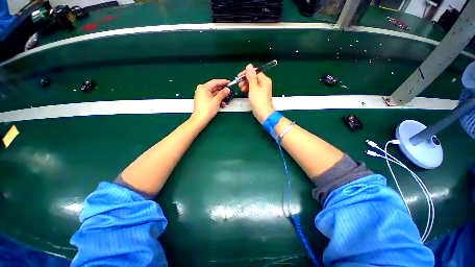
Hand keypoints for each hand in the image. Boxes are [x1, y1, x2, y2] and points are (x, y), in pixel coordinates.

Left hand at [190, 79, 230, 126]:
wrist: (200, 119)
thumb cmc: (206, 110)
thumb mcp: (216, 100)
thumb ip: (222, 94)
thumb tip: (227, 89)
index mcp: (203, 87)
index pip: (215, 82)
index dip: (223, 82)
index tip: (228, 82)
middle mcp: (201, 90)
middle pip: (214, 87)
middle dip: (222, 90)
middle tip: (229, 91)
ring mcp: (202, 95)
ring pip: (214, 93)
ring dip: (220, 96)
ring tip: (226, 99)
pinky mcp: (203, 100)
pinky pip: (212, 97)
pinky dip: (217, 99)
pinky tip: (222, 103)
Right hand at [238, 64, 274, 123]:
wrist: (263, 112)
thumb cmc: (258, 100)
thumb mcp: (253, 87)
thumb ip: (251, 76)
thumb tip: (249, 65)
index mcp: (264, 80)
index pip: (255, 72)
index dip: (246, 73)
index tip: (239, 76)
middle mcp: (264, 83)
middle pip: (253, 78)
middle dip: (245, 80)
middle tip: (239, 84)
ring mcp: (262, 89)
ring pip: (252, 83)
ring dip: (246, 84)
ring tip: (241, 88)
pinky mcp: (259, 95)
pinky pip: (253, 89)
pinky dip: (248, 89)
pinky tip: (244, 91)